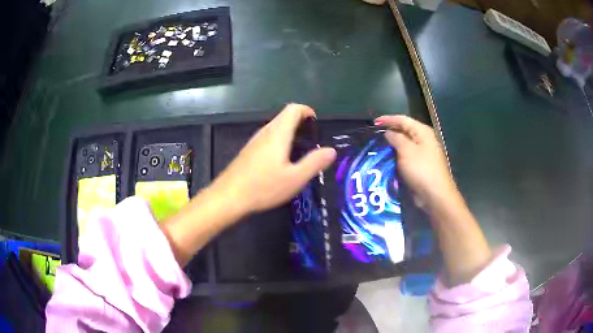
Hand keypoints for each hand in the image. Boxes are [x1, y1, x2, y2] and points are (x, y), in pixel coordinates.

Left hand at [213, 104, 336, 214]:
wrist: (228, 197)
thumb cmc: (263, 187)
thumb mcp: (295, 178)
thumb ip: (314, 163)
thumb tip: (331, 150)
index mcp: (278, 133)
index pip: (293, 109)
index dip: (307, 111)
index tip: (316, 124)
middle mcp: (265, 132)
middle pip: (284, 116)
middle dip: (300, 121)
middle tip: (312, 140)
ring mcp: (254, 141)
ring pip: (275, 127)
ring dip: (289, 132)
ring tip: (300, 150)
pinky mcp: (248, 152)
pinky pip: (267, 138)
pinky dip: (279, 141)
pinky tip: (281, 161)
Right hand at [375, 115, 457, 209]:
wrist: (434, 195)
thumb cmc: (421, 169)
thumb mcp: (406, 150)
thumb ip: (396, 138)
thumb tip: (388, 133)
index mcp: (422, 132)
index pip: (403, 120)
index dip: (388, 119)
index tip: (373, 123)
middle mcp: (423, 140)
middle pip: (404, 131)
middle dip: (389, 131)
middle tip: (374, 135)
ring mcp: (423, 153)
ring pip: (404, 144)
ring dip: (392, 145)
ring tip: (377, 146)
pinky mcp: (420, 166)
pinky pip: (405, 156)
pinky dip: (396, 156)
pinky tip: (386, 159)